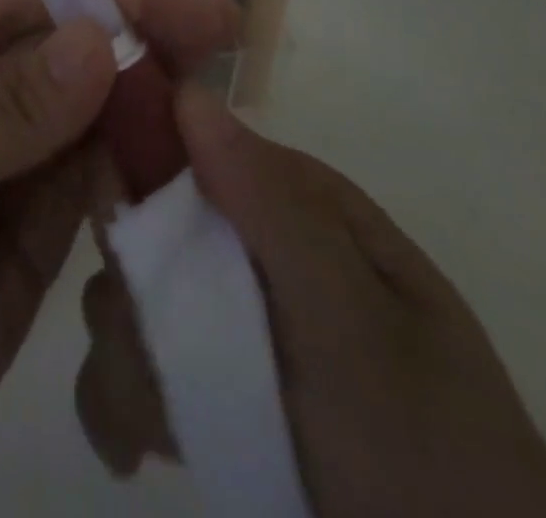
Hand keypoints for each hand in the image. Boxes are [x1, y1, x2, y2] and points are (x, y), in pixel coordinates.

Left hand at [0, 0, 240, 516]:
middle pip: (56, 53)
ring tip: (218, 73)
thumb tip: (99, 37)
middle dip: (129, 34)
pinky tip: (188, 144)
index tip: (144, 1)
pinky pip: (95, 177)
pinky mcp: (38, 228)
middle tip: (214, 22)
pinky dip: (139, 159)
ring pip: (85, 111)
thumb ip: (13, 115)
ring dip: (145, 92)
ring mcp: (8, 165)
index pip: (3, 7)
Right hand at [77, 84, 545, 517]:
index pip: (178, 146)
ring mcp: (220, 315)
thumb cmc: (428, 451)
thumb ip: (271, 209)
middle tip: (167, 362)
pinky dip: (116, 405)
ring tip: (168, 432)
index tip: (127, 241)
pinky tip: (139, 450)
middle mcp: (243, 242)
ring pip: (120, 299)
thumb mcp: (356, 322)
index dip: (131, 176)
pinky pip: (127, 370)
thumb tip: (187, 93)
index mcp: (286, 199)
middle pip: (135, 227)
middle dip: (131, 294)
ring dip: (126, 365)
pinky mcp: (204, 384)